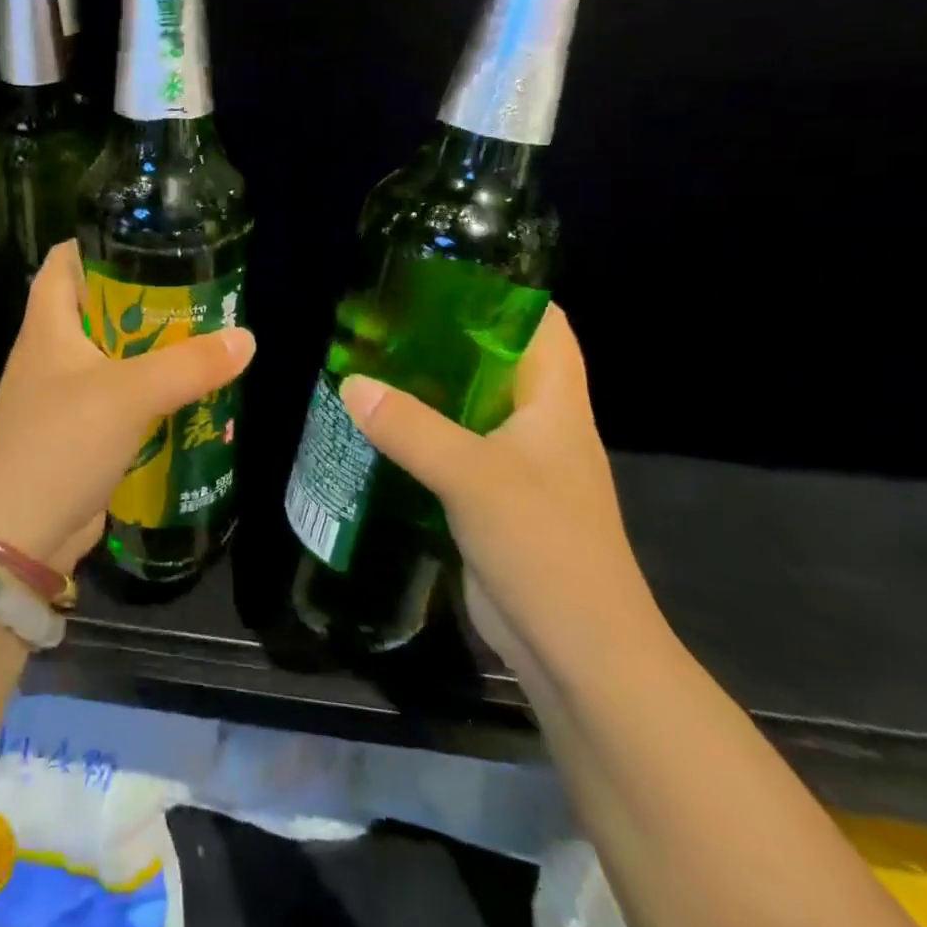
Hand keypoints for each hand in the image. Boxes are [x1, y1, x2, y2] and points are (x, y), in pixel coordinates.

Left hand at [0, 241, 256, 573]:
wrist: (18, 537)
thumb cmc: (61, 444)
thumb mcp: (128, 395)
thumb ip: (188, 365)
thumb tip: (246, 338)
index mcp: (47, 325)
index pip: (64, 260)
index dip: (99, 242)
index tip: (150, 241)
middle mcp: (51, 351)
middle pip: (95, 305)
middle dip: (142, 296)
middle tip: (197, 291)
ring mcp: (63, 393)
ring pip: (111, 352)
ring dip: (150, 346)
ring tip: (203, 336)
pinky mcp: (79, 430)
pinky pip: (117, 395)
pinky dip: (148, 388)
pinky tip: (186, 392)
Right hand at [339, 305, 657, 675]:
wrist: (576, 654)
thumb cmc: (545, 547)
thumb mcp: (474, 477)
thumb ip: (411, 427)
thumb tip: (350, 383)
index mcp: (555, 401)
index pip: (542, 323)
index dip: (503, 291)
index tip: (444, 272)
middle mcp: (538, 423)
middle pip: (495, 358)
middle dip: (446, 334)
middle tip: (385, 314)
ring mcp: (514, 463)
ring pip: (468, 404)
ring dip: (426, 384)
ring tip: (370, 359)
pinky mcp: (489, 497)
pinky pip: (451, 446)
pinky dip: (419, 430)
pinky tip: (376, 424)